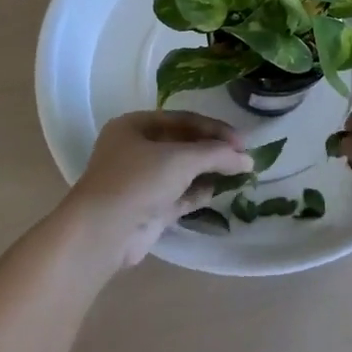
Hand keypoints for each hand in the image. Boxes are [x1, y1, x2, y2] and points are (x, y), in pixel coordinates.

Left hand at [63, 111, 252, 269]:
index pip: (183, 119)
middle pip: (183, 144)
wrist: (103, 232)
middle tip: (243, 156)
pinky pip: (179, 194)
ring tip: (239, 173)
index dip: (214, 128)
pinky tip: (220, 191)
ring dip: (209, 171)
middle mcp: (135, 150)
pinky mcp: (148, 208)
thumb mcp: (181, 159)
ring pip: (182, 171)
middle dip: (213, 150)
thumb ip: (217, 155)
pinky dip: (199, 192)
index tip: (242, 141)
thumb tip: (247, 159)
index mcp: (134, 126)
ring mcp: (141, 181)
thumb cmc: (138, 181)